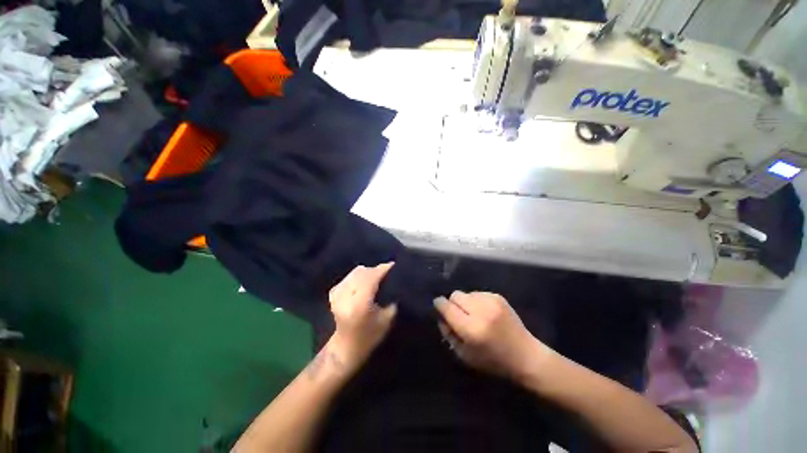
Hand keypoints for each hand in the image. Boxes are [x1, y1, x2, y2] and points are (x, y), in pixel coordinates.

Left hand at [327, 263, 397, 368]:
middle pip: (362, 272)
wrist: (345, 347)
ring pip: (355, 272)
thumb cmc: (370, 336)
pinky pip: (349, 276)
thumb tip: (393, 281)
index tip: (392, 265)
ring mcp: (337, 294)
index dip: (382, 269)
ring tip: (376, 276)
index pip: (371, 278)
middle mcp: (346, 297)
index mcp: (359, 305)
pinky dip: (358, 276)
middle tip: (386, 272)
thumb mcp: (386, 320)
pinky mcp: (333, 293)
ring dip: (367, 272)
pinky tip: (363, 281)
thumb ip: (390, 298)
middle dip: (375, 270)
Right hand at [434, 291, 551, 379]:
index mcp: (471, 329)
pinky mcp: (498, 297)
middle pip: (455, 295)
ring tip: (474, 315)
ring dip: (466, 302)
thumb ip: (449, 334)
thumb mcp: (465, 355)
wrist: (526, 356)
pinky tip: (485, 313)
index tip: (438, 306)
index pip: (447, 307)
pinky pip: (478, 293)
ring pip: (467, 293)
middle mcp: (480, 311)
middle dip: (453, 303)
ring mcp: (491, 301)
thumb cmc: (493, 361)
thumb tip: (441, 316)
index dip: (439, 305)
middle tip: (459, 315)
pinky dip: (476, 301)